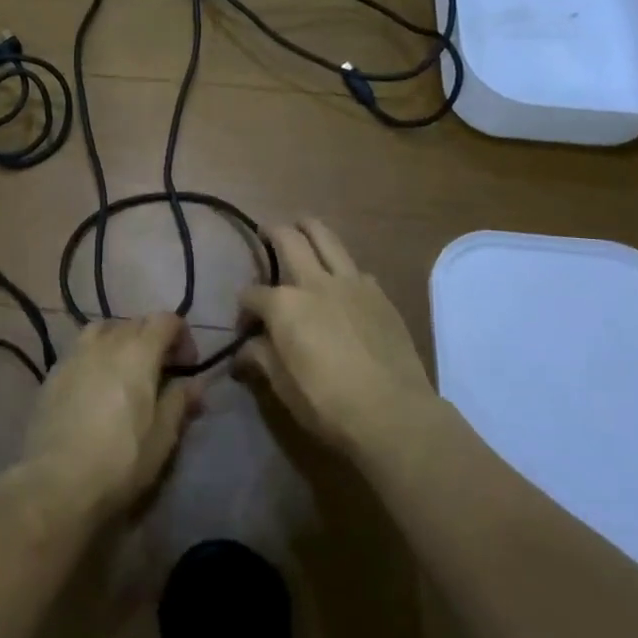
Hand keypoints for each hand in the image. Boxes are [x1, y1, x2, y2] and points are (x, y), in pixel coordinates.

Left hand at [16, 313, 200, 525]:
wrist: (55, 482)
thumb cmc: (120, 461)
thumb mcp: (162, 437)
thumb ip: (179, 402)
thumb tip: (195, 383)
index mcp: (138, 352)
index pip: (166, 320)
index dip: (182, 336)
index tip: (187, 367)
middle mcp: (106, 341)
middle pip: (136, 323)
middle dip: (154, 340)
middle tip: (161, 374)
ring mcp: (75, 353)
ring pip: (104, 329)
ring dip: (122, 342)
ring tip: (126, 373)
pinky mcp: (53, 372)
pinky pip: (81, 349)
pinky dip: (96, 356)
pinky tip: (96, 386)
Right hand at [236, 220, 434, 456]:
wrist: (394, 413)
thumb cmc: (328, 403)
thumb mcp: (283, 387)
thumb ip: (261, 359)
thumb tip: (244, 350)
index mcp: (284, 305)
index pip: (252, 294)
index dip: (244, 308)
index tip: (245, 326)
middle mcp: (314, 282)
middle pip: (288, 240)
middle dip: (273, 232)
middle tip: (267, 232)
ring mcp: (350, 283)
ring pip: (326, 238)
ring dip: (309, 227)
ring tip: (301, 225)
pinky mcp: (378, 293)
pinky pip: (355, 268)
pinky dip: (342, 266)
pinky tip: (342, 280)